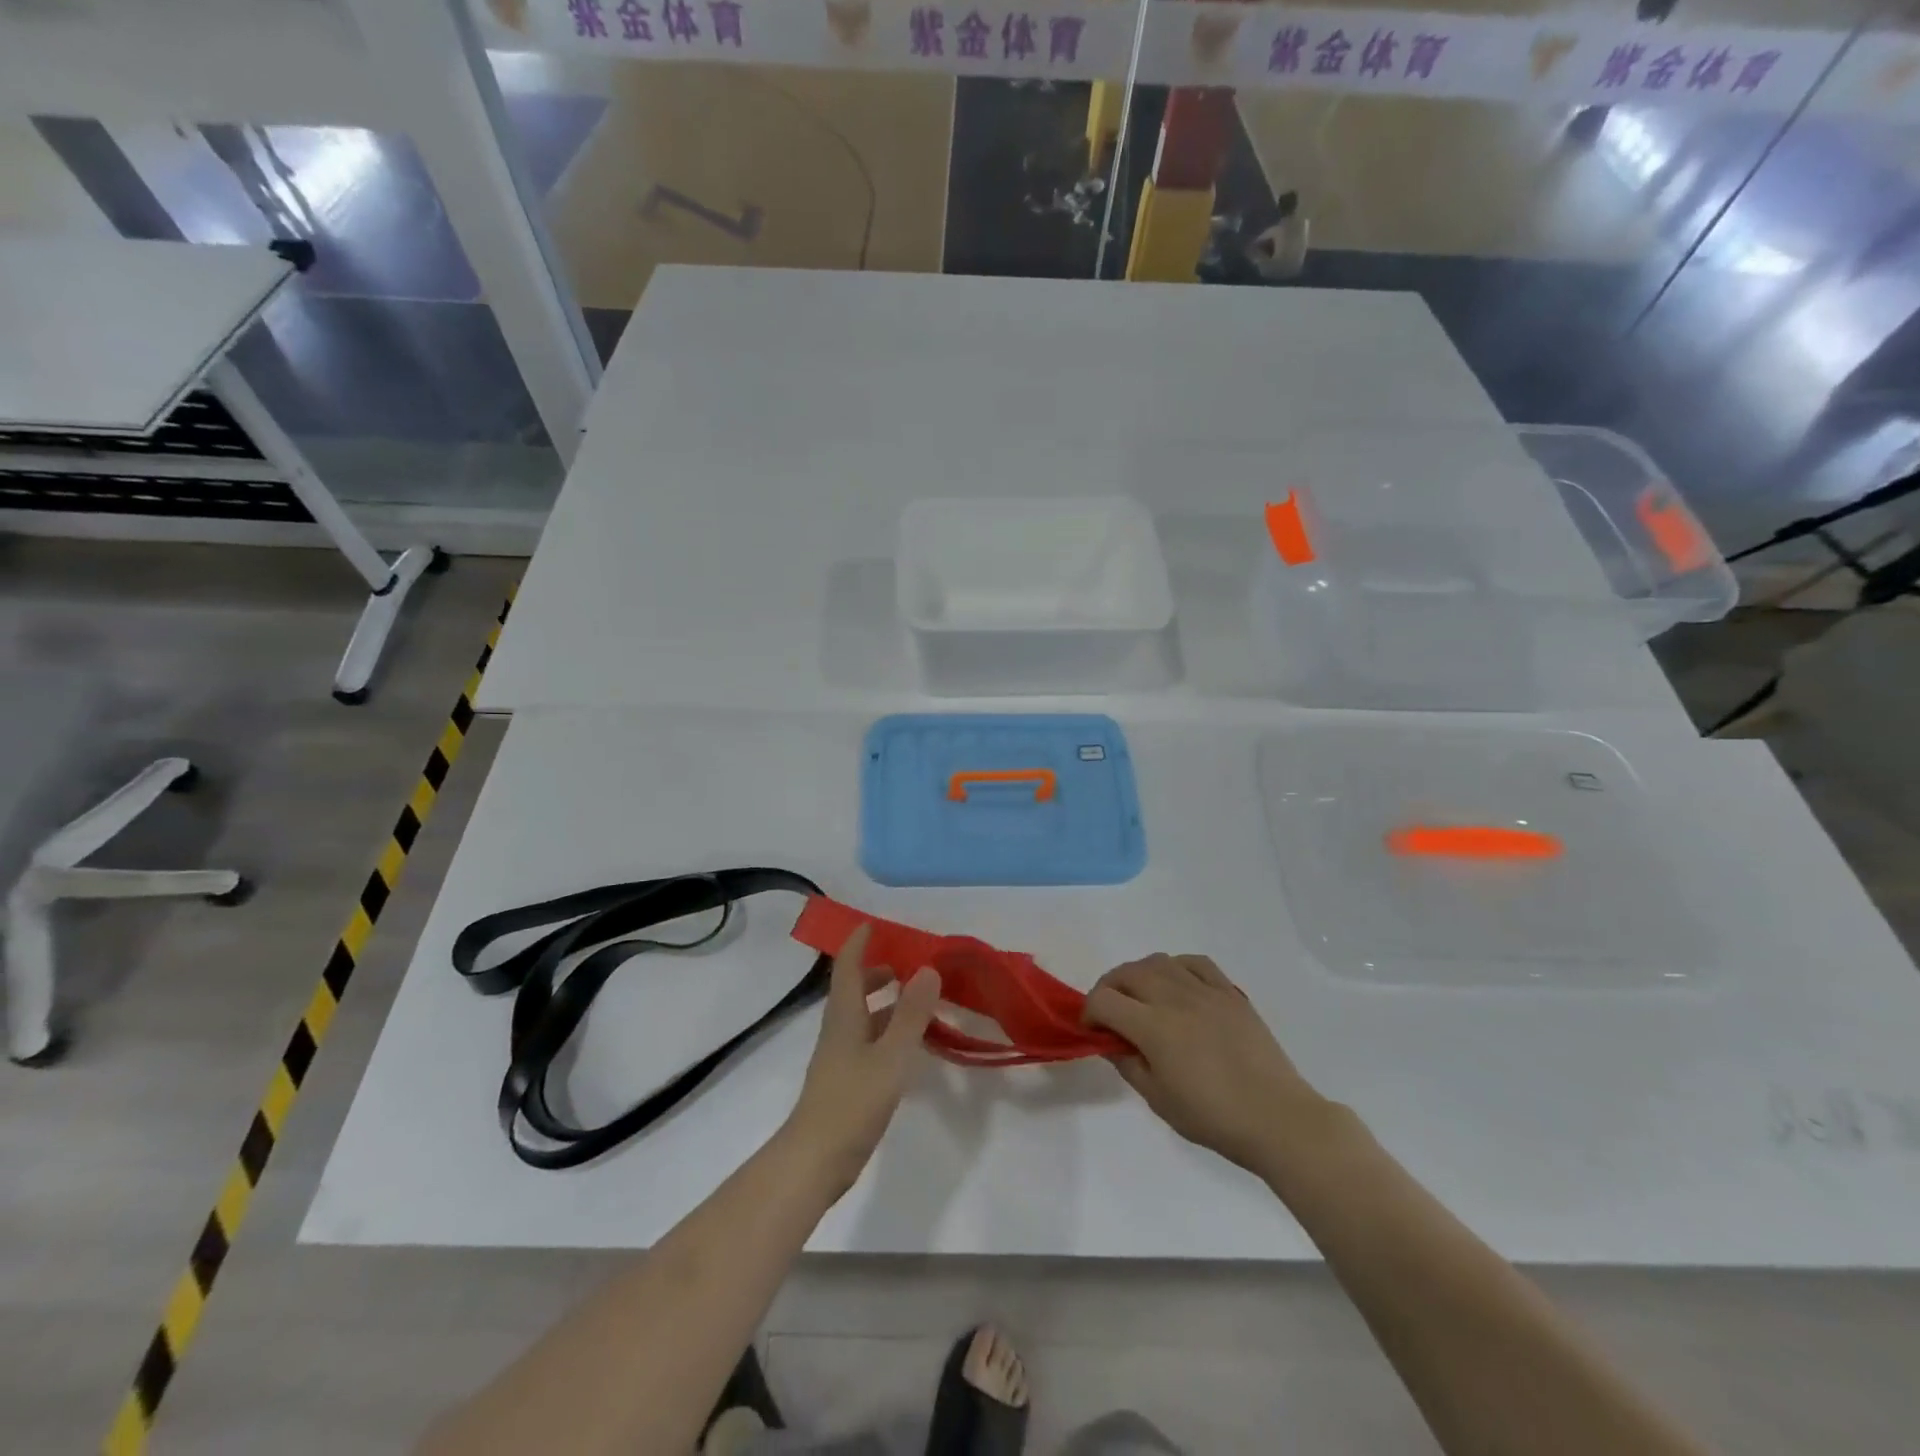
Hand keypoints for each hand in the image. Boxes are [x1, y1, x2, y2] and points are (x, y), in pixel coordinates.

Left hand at [784, 925, 940, 1194]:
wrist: (815, 1161)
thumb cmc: (852, 1102)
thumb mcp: (891, 1056)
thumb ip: (911, 1014)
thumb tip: (928, 969)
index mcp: (844, 1015)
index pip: (847, 966)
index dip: (859, 943)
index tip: (875, 924)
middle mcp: (839, 1029)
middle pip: (854, 989)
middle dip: (878, 971)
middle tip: (909, 963)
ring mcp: (840, 1057)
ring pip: (862, 1016)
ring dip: (886, 1001)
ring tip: (917, 999)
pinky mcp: (846, 1081)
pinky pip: (868, 1041)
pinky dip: (888, 1031)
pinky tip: (909, 1045)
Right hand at [1083, 954, 1326, 1172]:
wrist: (1277, 1118)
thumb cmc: (1213, 1117)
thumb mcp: (1158, 1099)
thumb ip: (1128, 1063)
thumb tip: (1111, 1041)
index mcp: (1153, 1026)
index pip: (1104, 1000)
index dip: (1089, 1012)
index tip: (1093, 1031)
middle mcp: (1174, 998)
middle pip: (1127, 972)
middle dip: (1109, 988)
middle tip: (1111, 1013)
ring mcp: (1205, 990)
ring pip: (1158, 961)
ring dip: (1139, 974)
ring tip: (1142, 997)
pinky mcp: (1230, 992)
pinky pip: (1194, 963)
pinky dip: (1176, 967)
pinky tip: (1177, 986)